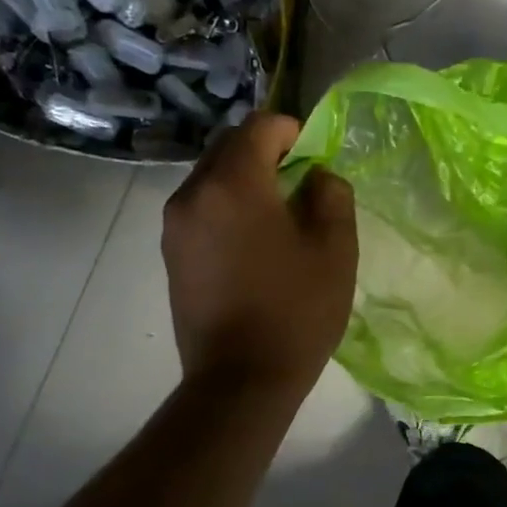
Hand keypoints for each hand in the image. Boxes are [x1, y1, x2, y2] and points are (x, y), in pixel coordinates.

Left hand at [162, 114, 356, 390]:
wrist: (241, 379)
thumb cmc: (296, 311)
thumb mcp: (335, 248)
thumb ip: (331, 195)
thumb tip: (316, 177)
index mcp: (233, 184)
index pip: (259, 127)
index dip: (292, 131)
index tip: (316, 157)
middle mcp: (193, 194)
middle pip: (228, 147)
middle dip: (266, 152)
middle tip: (301, 184)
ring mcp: (175, 226)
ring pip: (212, 178)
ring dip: (245, 181)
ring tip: (279, 216)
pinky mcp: (172, 254)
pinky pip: (202, 209)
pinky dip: (228, 207)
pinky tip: (255, 243)